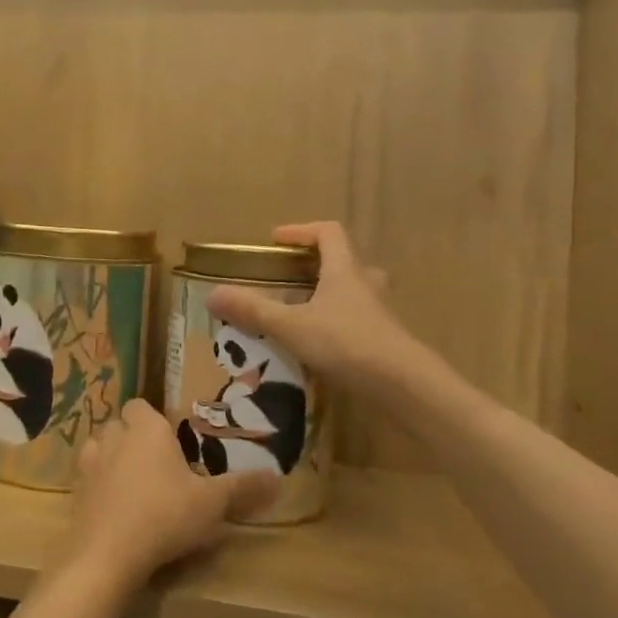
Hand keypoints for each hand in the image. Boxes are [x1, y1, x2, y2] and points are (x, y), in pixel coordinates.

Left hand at [66, 400, 278, 587]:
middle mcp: (114, 436)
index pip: (142, 406)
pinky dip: (99, 486)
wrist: (107, 553)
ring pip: (100, 448)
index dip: (154, 421)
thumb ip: (242, 489)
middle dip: (134, 439)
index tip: (172, 444)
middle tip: (158, 467)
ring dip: (113, 459)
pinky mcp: (75, 490)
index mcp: (146, 428)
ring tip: (135, 485)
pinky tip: (115, 508)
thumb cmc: (164, 516)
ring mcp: (90, 462)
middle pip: (121, 425)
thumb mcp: (211, 504)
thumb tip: (279, 478)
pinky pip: (88, 477)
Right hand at [206, 222, 413, 395]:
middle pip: (346, 261)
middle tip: (291, 279)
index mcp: (345, 270)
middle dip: (317, 265)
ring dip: (331, 295)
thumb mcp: (292, 326)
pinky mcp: (386, 341)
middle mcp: (366, 285)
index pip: (329, 233)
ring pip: (355, 293)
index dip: (302, 231)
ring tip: (303, 313)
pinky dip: (339, 324)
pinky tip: (320, 347)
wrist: (405, 387)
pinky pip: (359, 321)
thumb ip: (253, 311)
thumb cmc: (348, 344)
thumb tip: (212, 295)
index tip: (276, 240)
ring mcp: (380, 314)